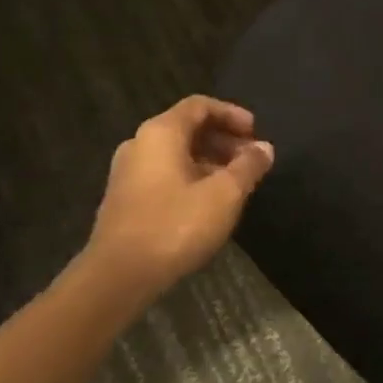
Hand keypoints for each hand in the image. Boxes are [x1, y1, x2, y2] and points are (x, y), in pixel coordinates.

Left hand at [79, 96, 274, 304]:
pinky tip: (210, 203)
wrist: (118, 276)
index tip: (256, 133)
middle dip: (224, 139)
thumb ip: (248, 166)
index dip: (232, 114)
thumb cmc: (175, 225)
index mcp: (161, 133)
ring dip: (210, 161)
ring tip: (236, 183)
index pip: (200, 106)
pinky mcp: (125, 199)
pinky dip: (192, 177)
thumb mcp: (225, 194)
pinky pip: (164, 174)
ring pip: (176, 153)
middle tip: (251, 160)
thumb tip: (264, 148)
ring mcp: (128, 173)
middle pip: (188, 128)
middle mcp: (140, 144)